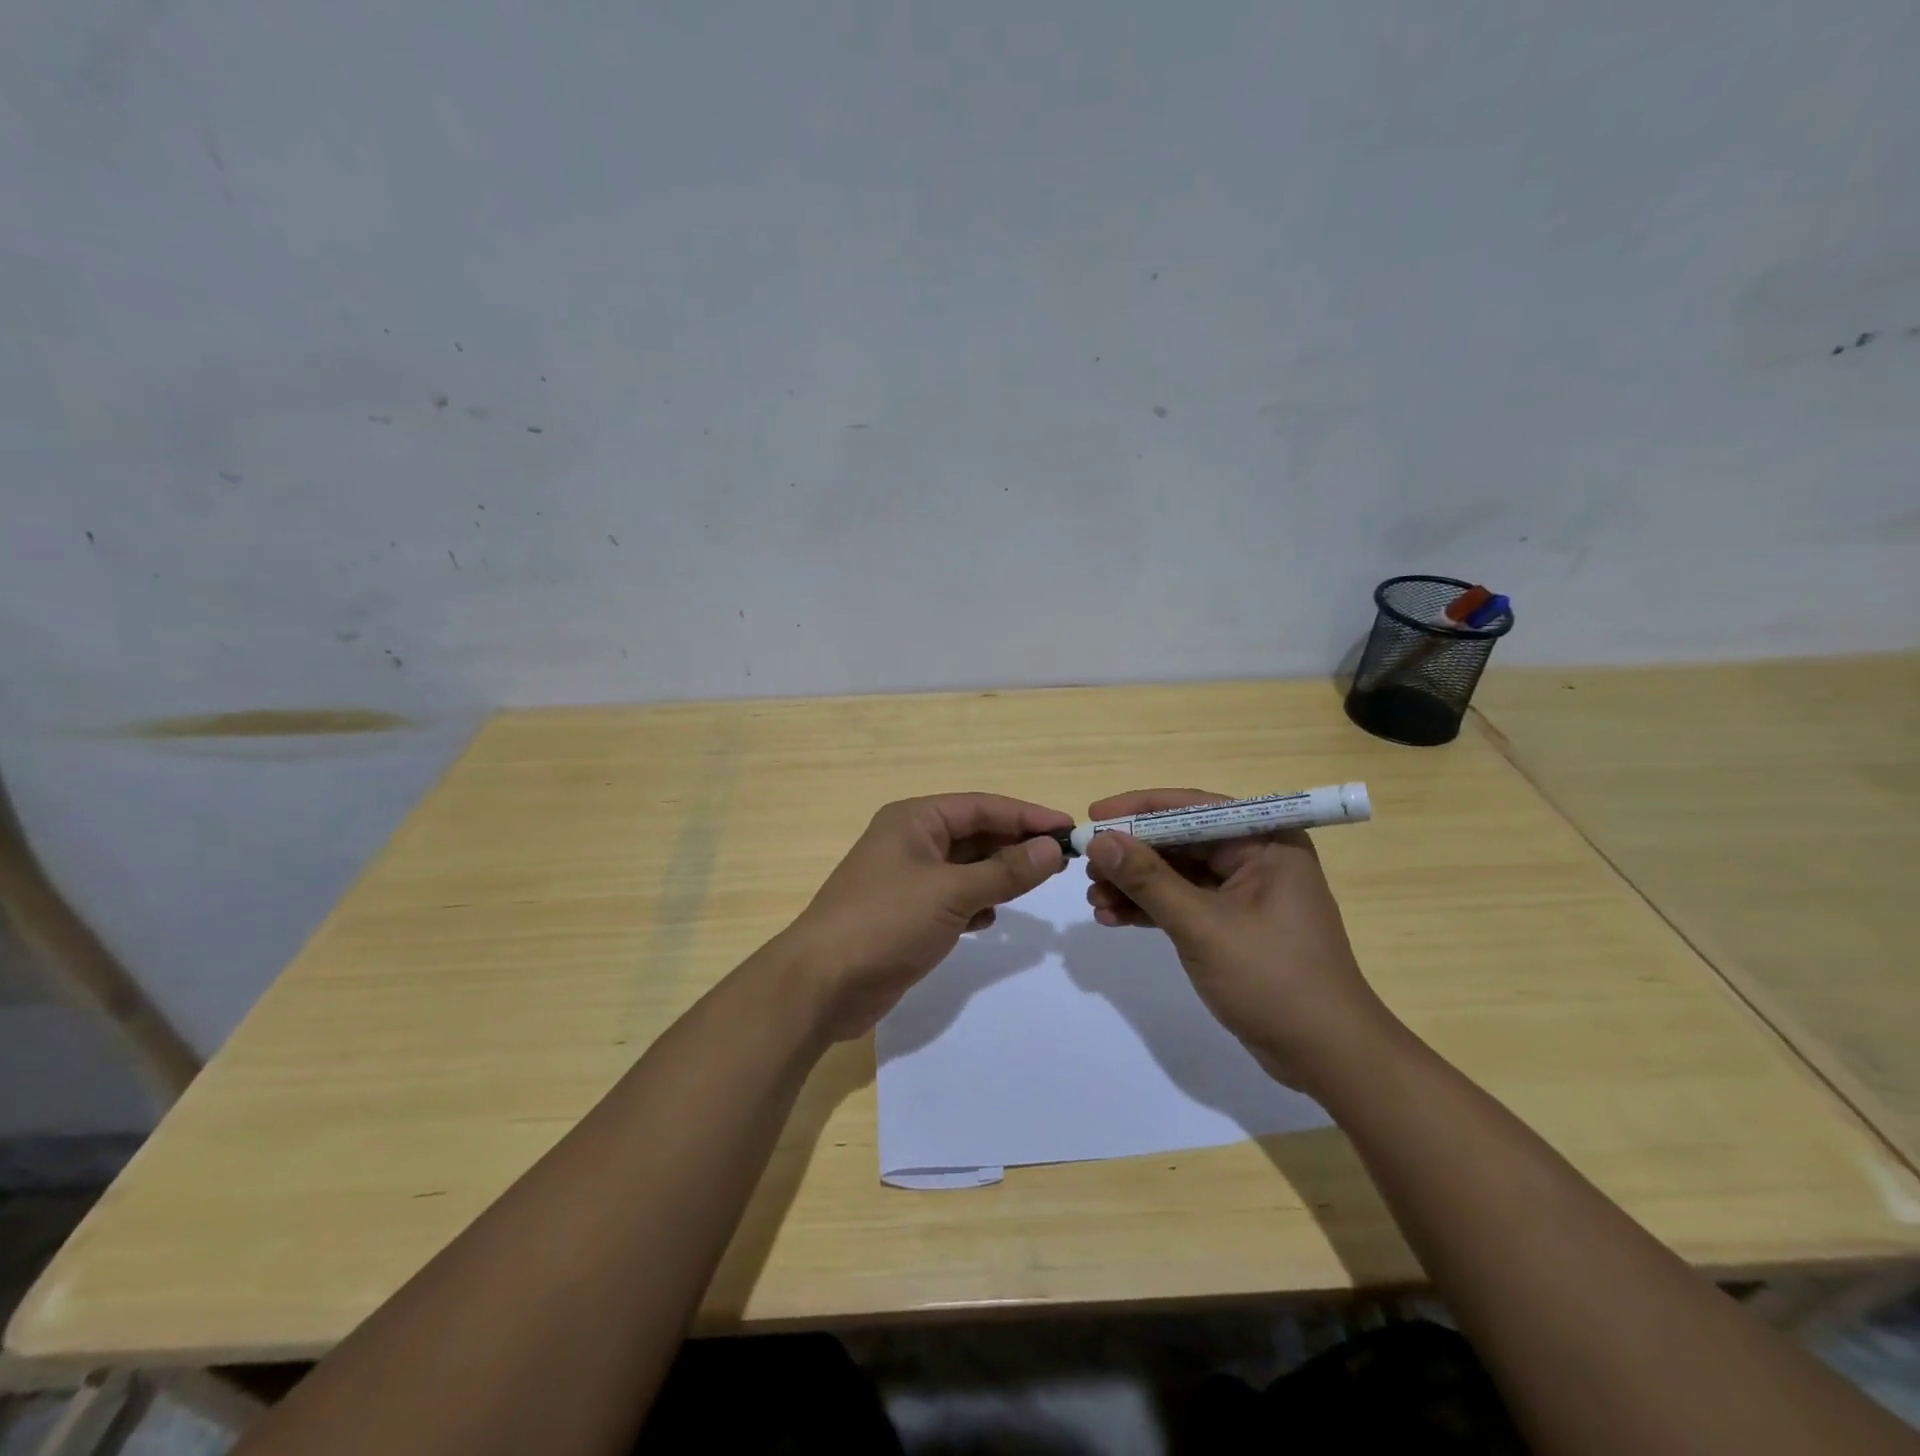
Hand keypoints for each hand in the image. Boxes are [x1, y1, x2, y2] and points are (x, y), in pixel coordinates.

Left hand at [779, 793, 1070, 1040]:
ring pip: (966, 868)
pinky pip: (953, 898)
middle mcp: (910, 841)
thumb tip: (1052, 848)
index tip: (1069, 828)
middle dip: (1015, 846)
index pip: (982, 806)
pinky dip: (975, 903)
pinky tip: (991, 919)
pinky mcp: (906, 914)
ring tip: (1036, 886)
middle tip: (1062, 861)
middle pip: (975, 834)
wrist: (821, 984)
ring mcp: (906, 879)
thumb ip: (1005, 871)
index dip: (1027, 815)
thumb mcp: (951, 892)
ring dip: (998, 876)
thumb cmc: (885, 922)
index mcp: (915, 819)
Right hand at [1083, 788, 1396, 1092]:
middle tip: (1086, 866)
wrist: (1326, 1057)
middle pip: (1180, 841)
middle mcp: (1256, 857)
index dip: (1139, 810)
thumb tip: (1099, 841)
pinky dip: (1149, 909)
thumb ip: (1148, 880)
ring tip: (1093, 899)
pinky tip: (1111, 918)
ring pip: (1176, 874)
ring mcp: (1244, 893)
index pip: (1193, 808)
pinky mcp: (1232, 924)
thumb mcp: (1203, 926)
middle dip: (1131, 855)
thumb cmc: (1273, 980)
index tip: (1093, 817)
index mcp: (1266, 841)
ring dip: (1134, 885)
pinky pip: (1182, 903)